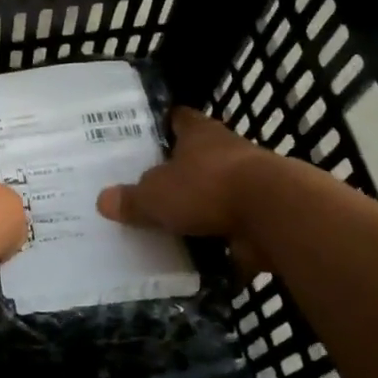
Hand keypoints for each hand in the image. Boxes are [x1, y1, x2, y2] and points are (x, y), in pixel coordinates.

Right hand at [96, 108, 274, 274]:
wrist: (273, 215)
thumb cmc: (207, 188)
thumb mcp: (155, 195)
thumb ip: (131, 199)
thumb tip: (104, 200)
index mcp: (200, 134)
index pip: (179, 118)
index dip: (163, 124)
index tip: (147, 135)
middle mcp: (227, 152)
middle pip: (198, 157)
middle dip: (178, 173)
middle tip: (148, 188)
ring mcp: (250, 184)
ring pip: (217, 193)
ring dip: (200, 209)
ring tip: (168, 227)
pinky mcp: (264, 216)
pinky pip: (233, 229)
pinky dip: (218, 242)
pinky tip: (196, 258)